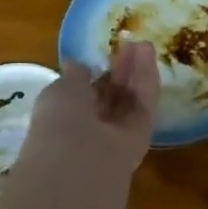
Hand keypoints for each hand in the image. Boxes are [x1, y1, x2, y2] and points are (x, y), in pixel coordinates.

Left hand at [19, 41, 159, 182]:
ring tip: (143, 44)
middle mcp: (92, 129)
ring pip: (129, 100)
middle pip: (111, 97)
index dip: (96, 75)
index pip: (85, 96)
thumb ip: (74, 76)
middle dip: (120, 71)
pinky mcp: (141, 136)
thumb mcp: (60, 90)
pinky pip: (144, 106)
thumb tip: (77, 64)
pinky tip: (148, 56)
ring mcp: (117, 134)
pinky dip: (146, 81)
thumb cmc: (59, 123)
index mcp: (65, 119)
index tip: (106, 54)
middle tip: (130, 45)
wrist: (79, 164)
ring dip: (135, 72)